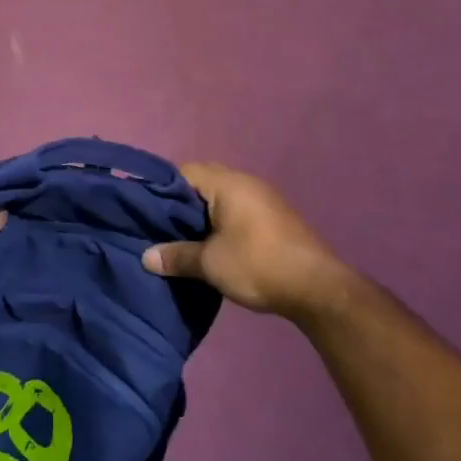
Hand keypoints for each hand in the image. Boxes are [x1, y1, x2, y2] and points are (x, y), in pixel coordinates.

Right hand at [142, 162, 368, 322]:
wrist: (316, 288)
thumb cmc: (258, 265)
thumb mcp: (210, 264)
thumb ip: (176, 257)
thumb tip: (146, 258)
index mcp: (227, 184)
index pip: (183, 172)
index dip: (160, 189)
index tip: (143, 211)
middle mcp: (244, 182)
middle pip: (201, 182)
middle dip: (179, 203)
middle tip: (159, 226)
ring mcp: (262, 199)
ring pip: (219, 197)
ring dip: (200, 214)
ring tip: (180, 238)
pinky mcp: (272, 217)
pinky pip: (235, 210)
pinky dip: (218, 222)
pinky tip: (209, 244)